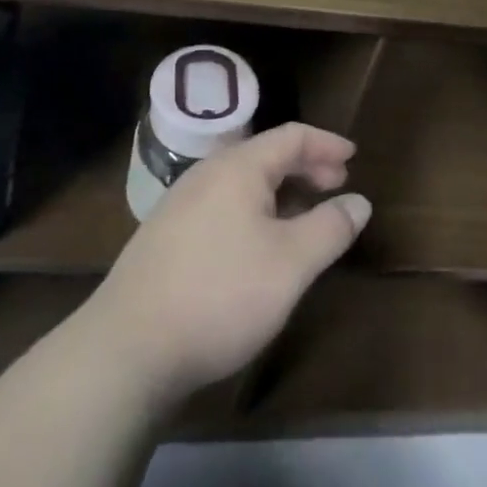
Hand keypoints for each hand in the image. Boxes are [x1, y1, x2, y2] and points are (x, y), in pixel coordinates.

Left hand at [80, 122, 370, 405]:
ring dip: (281, 191)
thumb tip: (359, 201)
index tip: (354, 157)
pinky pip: (223, 205)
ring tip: (304, 216)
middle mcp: (207, 174)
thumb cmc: (221, 294)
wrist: (128, 349)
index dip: (326, 143)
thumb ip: (330, 228)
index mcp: (238, 167)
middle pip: (265, 155)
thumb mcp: (291, 264)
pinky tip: (259, 245)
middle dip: (306, 166)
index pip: (291, 137)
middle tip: (336, 185)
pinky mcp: (166, 236)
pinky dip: (254, 210)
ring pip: (243, 182)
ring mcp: (181, 204)